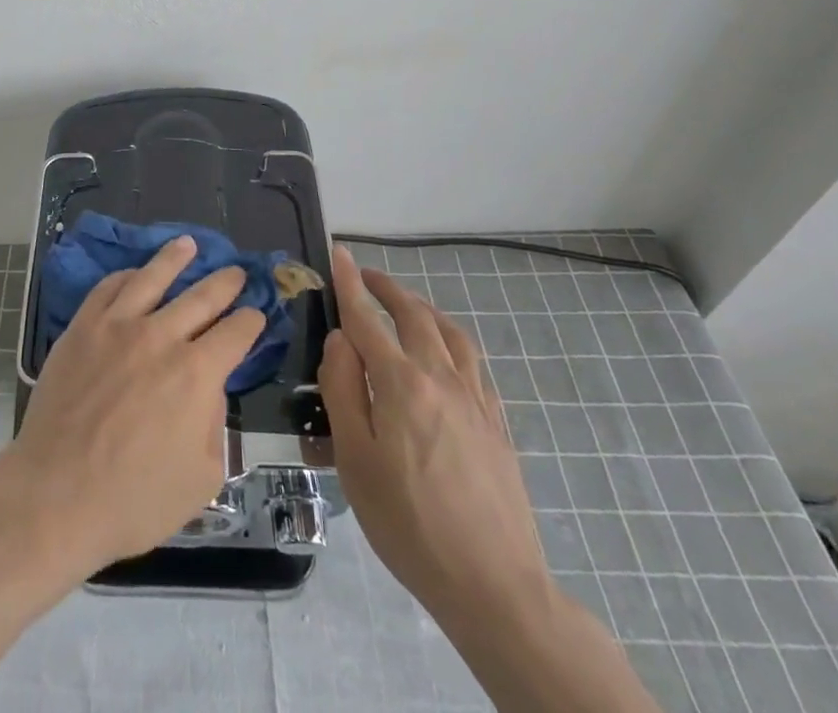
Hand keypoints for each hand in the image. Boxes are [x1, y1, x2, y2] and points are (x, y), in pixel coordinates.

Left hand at [3, 236, 265, 571]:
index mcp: (197, 374)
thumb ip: (214, 426)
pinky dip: (126, 276)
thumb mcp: (201, 478)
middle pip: (202, 297)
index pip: (235, 333)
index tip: (256, 315)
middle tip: (237, 272)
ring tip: (188, 244)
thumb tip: (208, 391)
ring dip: (175, 258)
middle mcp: (161, 337)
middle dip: (225, 283)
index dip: (251, 322)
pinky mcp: (82, 327)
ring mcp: (117, 326)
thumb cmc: (134, 499)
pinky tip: (134, 272)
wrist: (56, 494)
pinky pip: (108, 288)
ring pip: (152, 277)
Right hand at [319, 244, 551, 625]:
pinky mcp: (496, 423)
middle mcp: (441, 377)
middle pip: (413, 315)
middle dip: (387, 288)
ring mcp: (475, 399)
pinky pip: (473, 362)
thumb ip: (343, 390)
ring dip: (423, 308)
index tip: (340, 252)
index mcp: (401, 383)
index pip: (367, 319)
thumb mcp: (355, 460)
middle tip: (367, 276)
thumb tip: (341, 340)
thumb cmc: (408, 523)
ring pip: (450, 332)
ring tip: (406, 306)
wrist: (493, 584)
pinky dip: (452, 339)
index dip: (350, 284)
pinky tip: (446, 354)